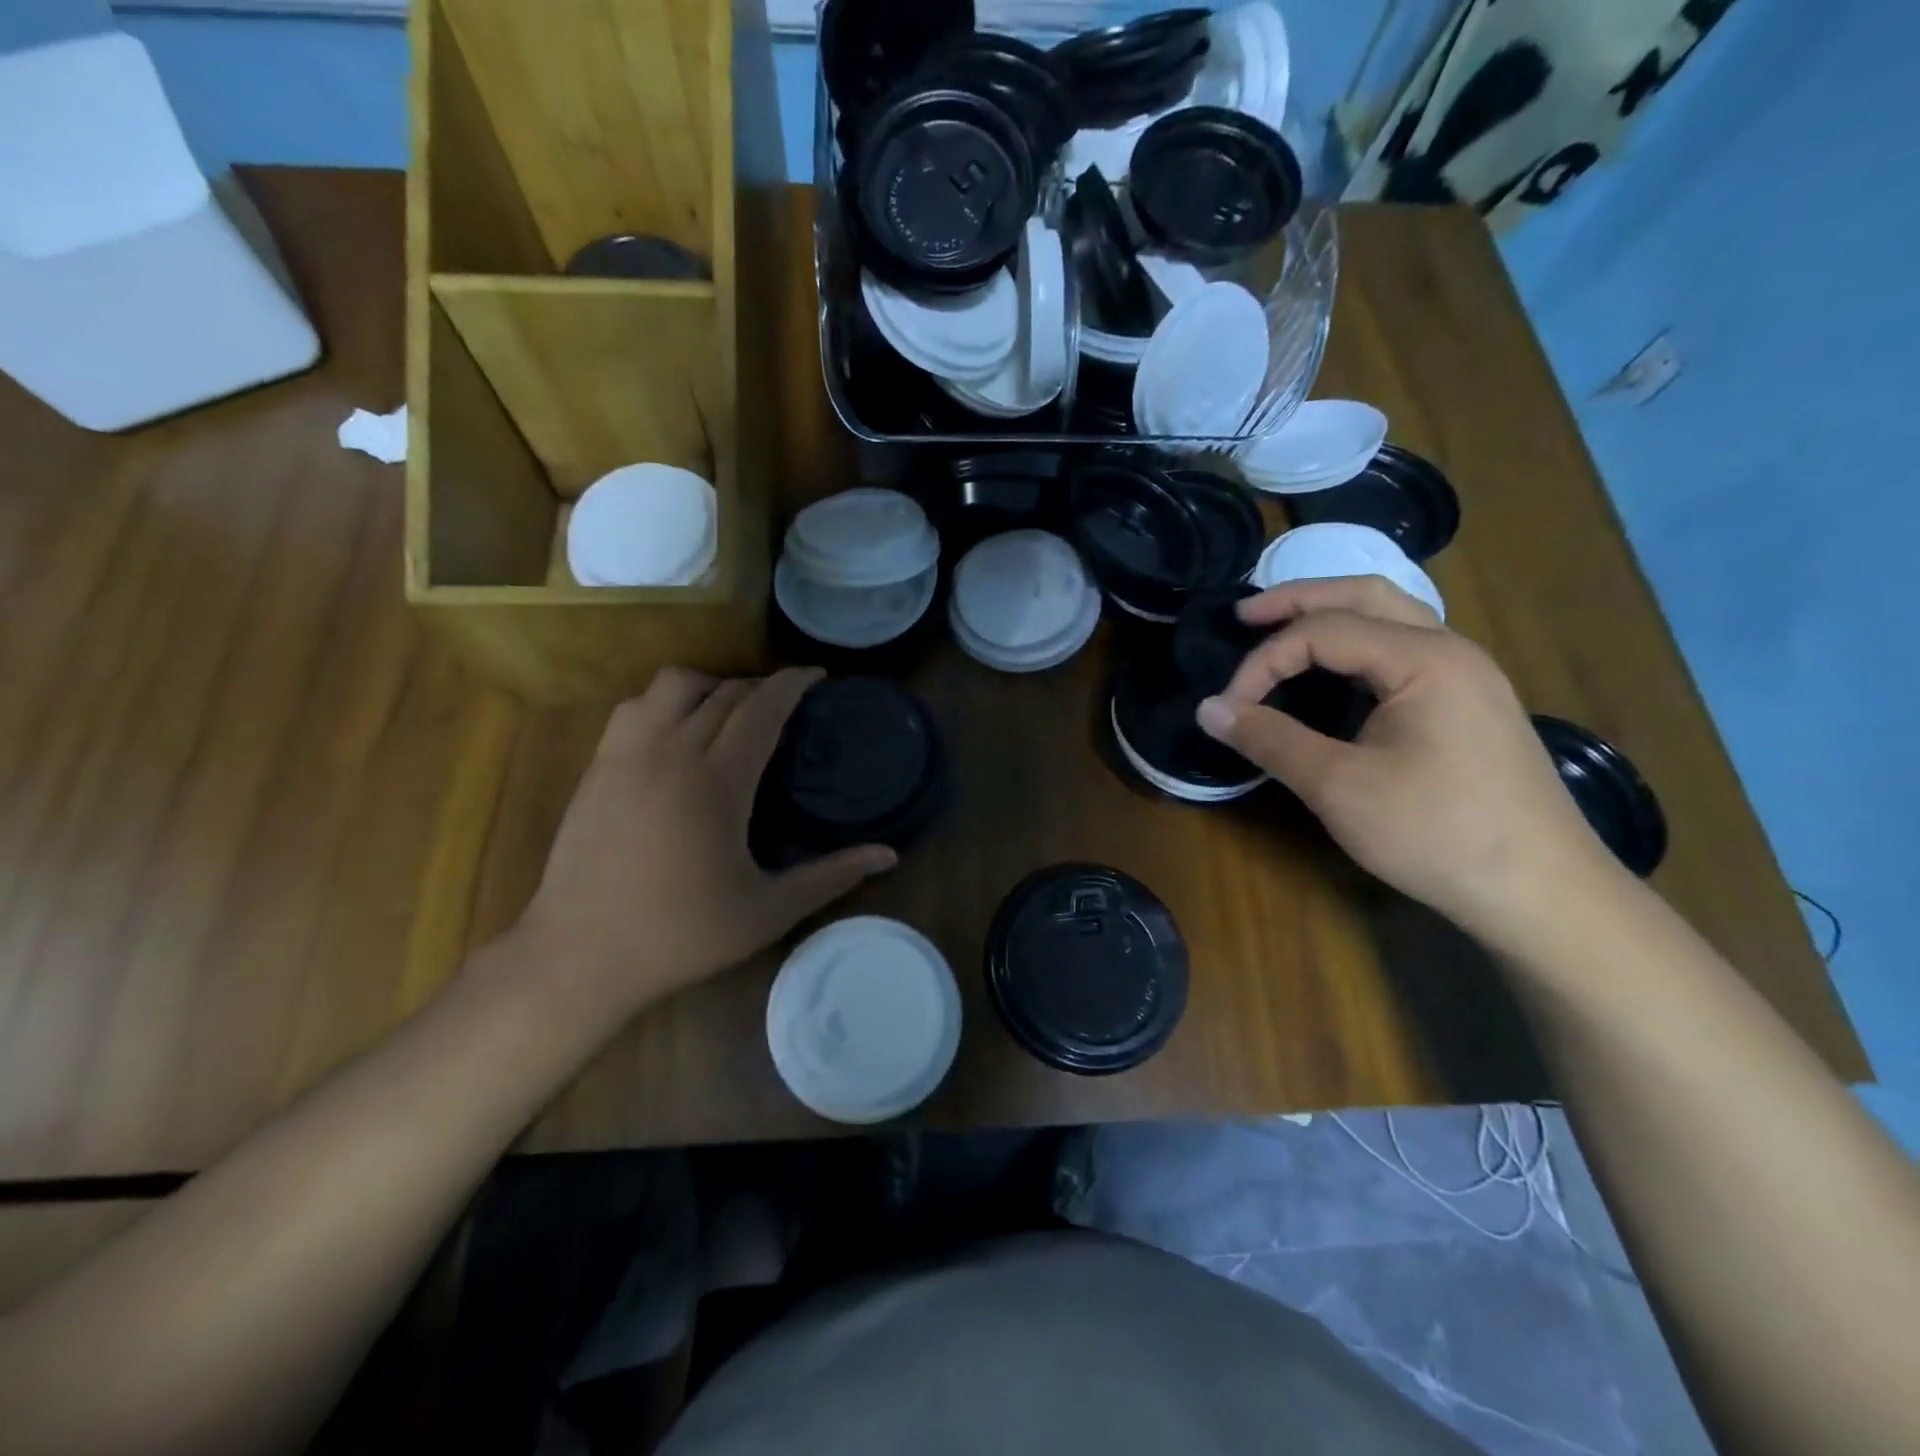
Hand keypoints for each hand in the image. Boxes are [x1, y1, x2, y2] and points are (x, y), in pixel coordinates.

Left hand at [516, 668, 896, 1022]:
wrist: (579, 956)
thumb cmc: (681, 935)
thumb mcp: (768, 911)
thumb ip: (831, 876)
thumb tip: (888, 855)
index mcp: (716, 781)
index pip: (761, 709)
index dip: (792, 684)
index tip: (816, 675)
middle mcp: (670, 752)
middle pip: (722, 691)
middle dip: (760, 685)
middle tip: (786, 701)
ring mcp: (625, 755)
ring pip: (670, 685)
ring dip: (709, 685)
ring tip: (728, 710)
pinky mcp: (596, 769)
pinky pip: (634, 709)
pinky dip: (664, 704)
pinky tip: (675, 735)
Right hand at [1195, 576, 1619, 942]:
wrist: (1542, 892)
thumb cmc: (1437, 833)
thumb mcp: (1339, 787)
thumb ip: (1270, 739)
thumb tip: (1208, 709)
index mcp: (1423, 659)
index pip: (1321, 632)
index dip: (1263, 661)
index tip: (1228, 707)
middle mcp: (1450, 650)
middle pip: (1364, 596)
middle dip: (1297, 600)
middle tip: (1243, 618)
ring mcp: (1468, 675)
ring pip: (1390, 617)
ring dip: (1331, 615)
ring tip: (1281, 631)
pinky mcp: (1470, 703)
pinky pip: (1405, 648)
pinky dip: (1358, 643)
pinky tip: (1336, 671)